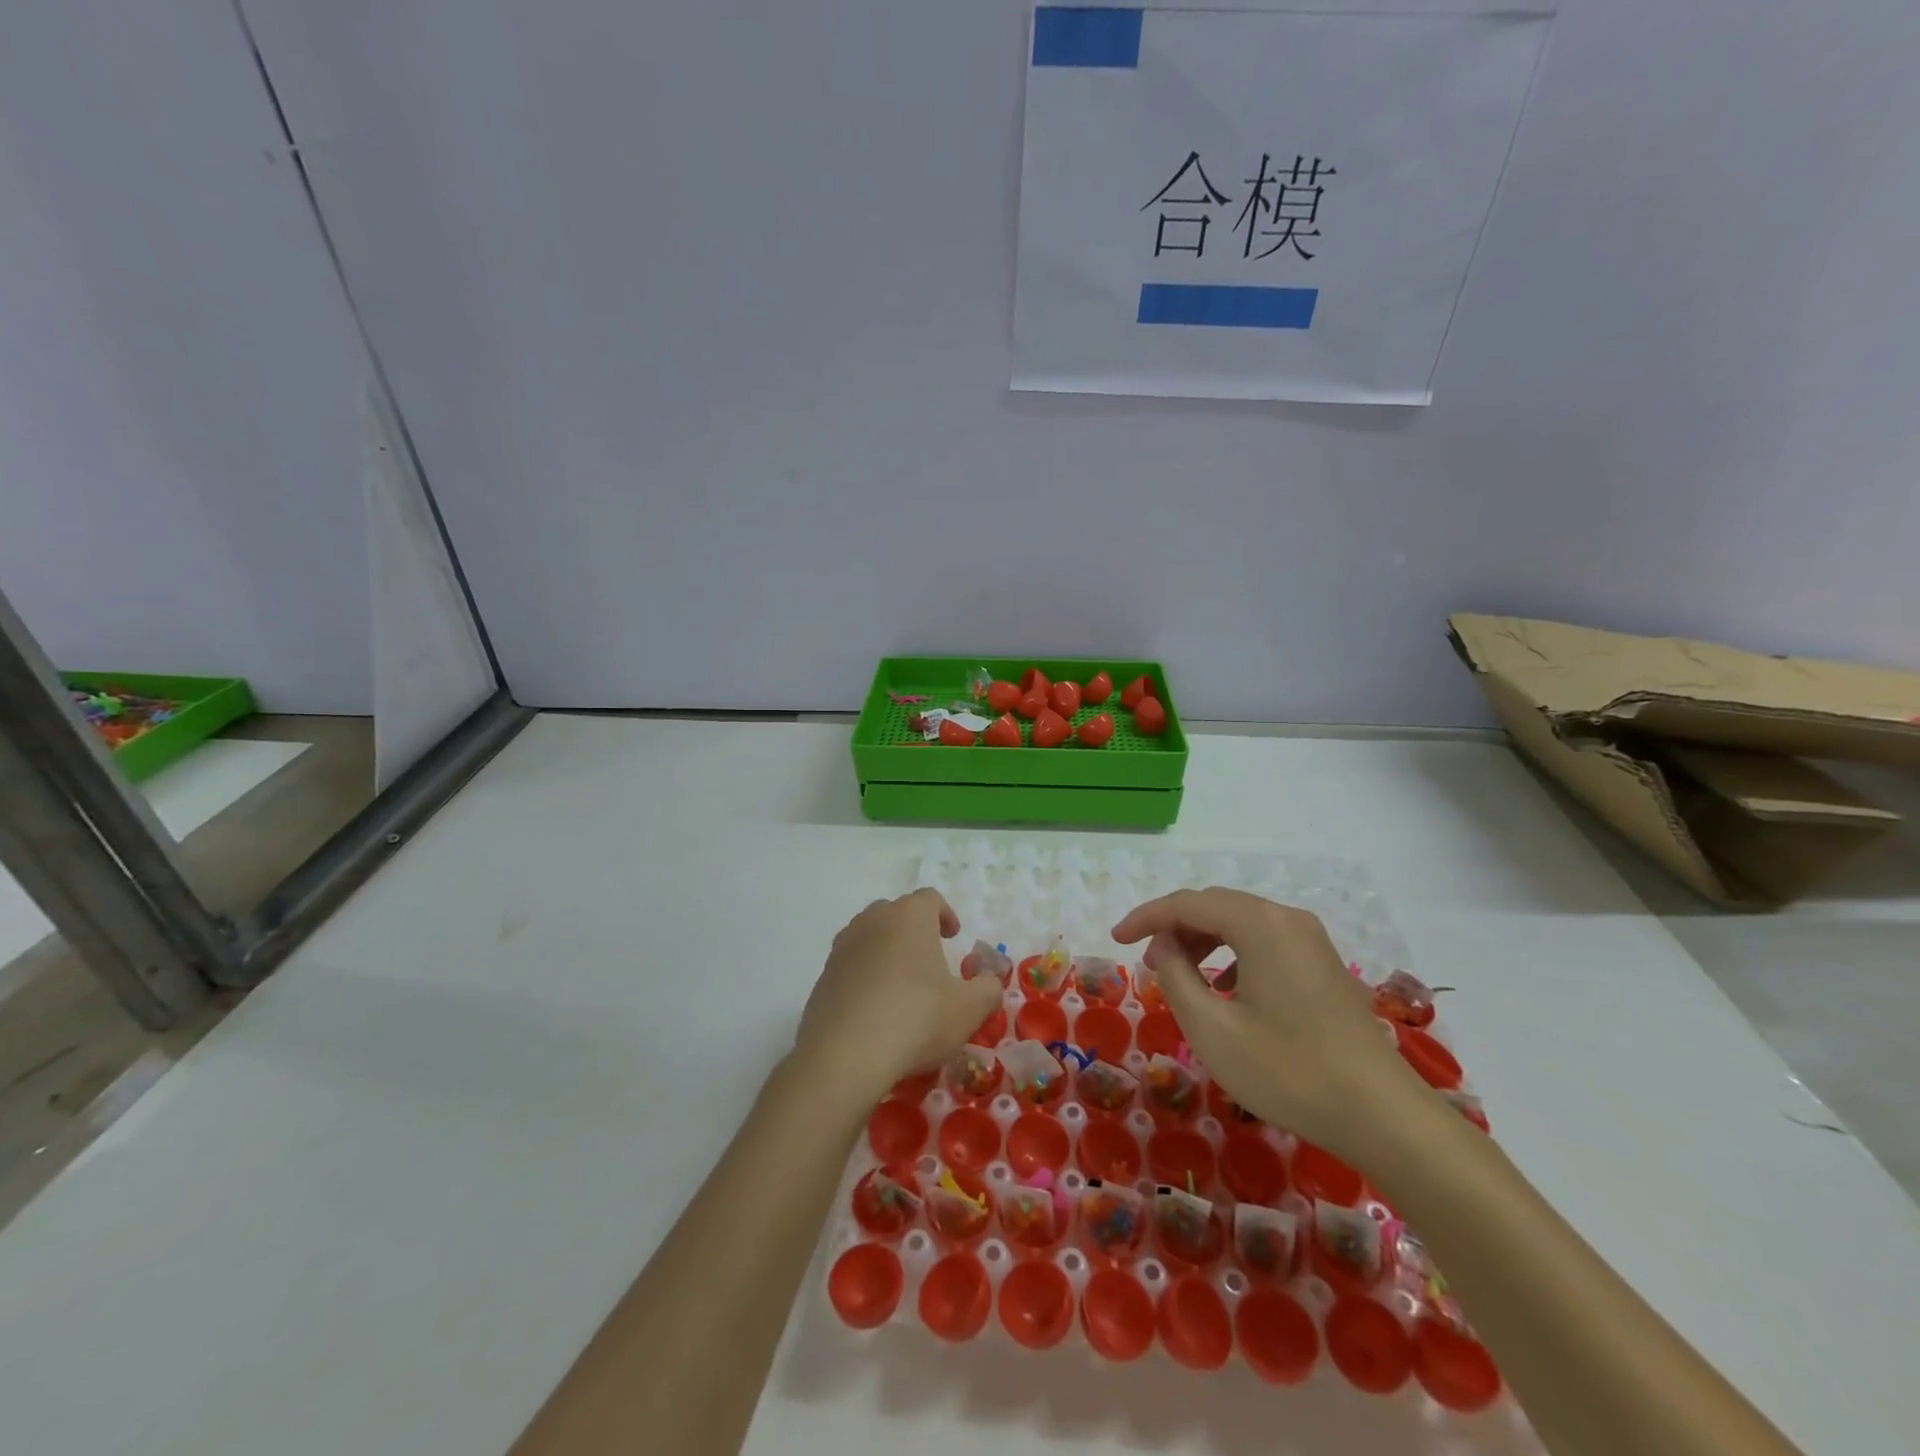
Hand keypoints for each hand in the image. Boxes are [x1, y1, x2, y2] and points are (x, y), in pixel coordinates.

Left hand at [795, 889, 1002, 1107]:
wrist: (844, 1056)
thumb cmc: (916, 1020)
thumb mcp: (969, 1009)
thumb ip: (988, 989)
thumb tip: (989, 980)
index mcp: (909, 917)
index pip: (929, 898)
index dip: (945, 914)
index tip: (953, 937)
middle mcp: (872, 921)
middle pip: (897, 913)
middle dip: (914, 930)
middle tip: (929, 959)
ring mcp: (843, 947)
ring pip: (870, 937)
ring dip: (887, 951)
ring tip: (901, 984)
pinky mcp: (823, 976)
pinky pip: (851, 965)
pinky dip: (865, 976)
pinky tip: (875, 1009)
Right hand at [1113, 888, 1427, 1161]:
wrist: (1383, 1116)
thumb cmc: (1288, 1070)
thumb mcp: (1212, 1028)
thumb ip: (1176, 976)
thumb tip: (1165, 946)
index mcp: (1259, 924)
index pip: (1187, 903)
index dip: (1145, 917)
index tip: (1115, 940)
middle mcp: (1287, 919)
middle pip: (1216, 907)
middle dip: (1174, 928)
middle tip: (1147, 962)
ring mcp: (1312, 941)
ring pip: (1241, 923)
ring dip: (1203, 941)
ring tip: (1180, 976)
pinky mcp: (1324, 965)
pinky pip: (1264, 942)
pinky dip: (1232, 954)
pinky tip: (1226, 991)